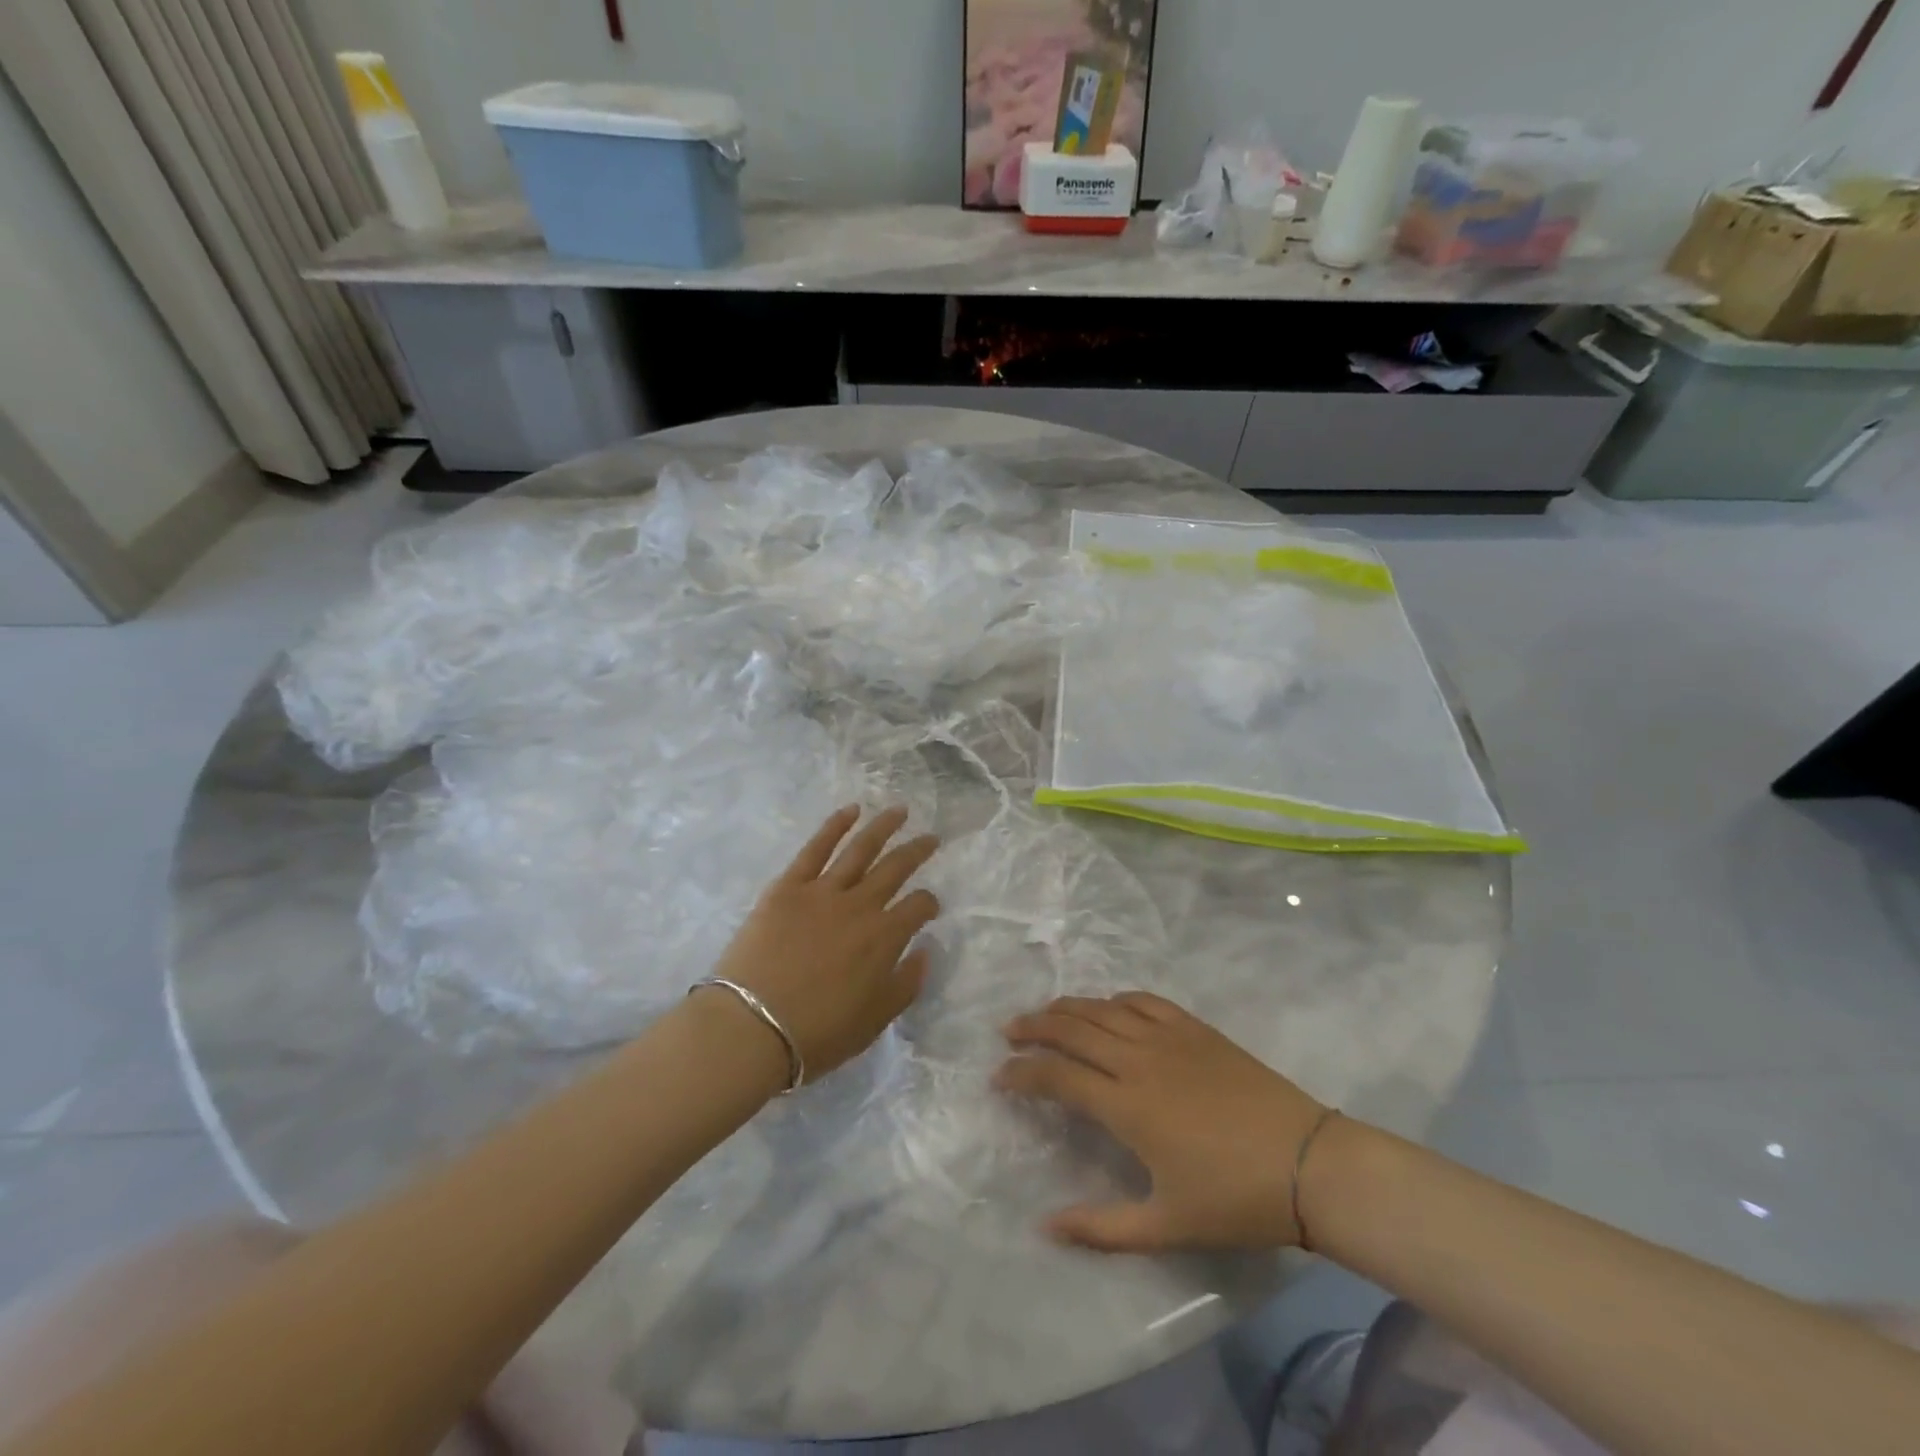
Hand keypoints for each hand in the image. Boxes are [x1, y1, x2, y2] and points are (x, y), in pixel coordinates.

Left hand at [704, 806, 939, 1083]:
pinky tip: (850, 810)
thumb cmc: (817, 1034)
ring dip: (883, 826)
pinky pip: (816, 848)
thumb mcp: (875, 1021)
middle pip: (896, 868)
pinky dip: (834, 826)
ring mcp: (823, 891)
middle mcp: (861, 905)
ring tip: (899, 810)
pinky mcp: (788, 886)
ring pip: (861, 849)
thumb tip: (924, 950)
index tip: (930, 906)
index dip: (929, 903)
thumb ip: (906, 984)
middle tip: (931, 838)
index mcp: (885, 937)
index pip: (919, 906)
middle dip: (918, 851)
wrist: (751, 1027)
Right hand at [996, 994, 1327, 1252]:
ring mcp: (1168, 1037)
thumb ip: (1101, 1227)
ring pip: (1102, 1009)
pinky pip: (1144, 1000)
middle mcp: (1137, 1059)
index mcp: (1126, 1105)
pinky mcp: (1195, 1028)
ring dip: (1066, 1007)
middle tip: (1008, 1032)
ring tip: (1044, 1013)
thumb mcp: (1165, 1226)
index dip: (1021, 1073)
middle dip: (1033, 1027)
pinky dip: (1116, 999)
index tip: (999, 1075)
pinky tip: (1108, 1006)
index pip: (1057, 1076)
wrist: (1308, 1164)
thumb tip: (1045, 1226)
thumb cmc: (1235, 1200)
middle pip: (1071, 1028)